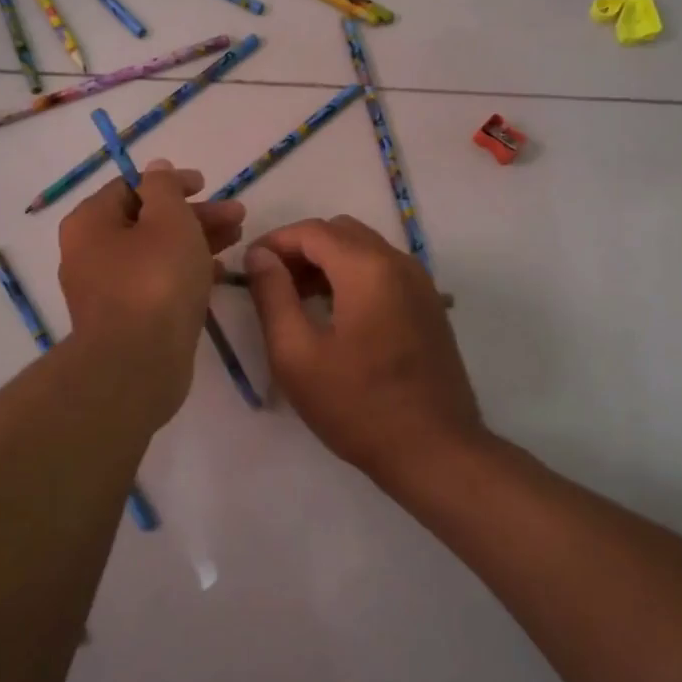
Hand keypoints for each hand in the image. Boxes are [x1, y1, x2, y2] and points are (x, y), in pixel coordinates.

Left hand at [58, 159, 244, 421]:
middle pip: (148, 221)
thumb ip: (164, 188)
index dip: (172, 183)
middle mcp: (90, 253)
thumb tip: (157, 169)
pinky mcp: (126, 319)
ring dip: (196, 241)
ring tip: (238, 238)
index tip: (207, 185)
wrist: (137, 364)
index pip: (131, 187)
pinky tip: (217, 273)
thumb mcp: (168, 220)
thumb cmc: (154, 281)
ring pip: (156, 253)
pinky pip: (157, 283)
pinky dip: (186, 272)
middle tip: (237, 215)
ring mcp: (106, 290)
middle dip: (194, 215)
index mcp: (91, 222)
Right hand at [243, 217, 485, 487]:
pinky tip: (334, 314)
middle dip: (301, 249)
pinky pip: (384, 272)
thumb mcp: (297, 354)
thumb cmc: (357, 406)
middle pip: (341, 233)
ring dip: (327, 263)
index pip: (313, 231)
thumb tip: (259, 255)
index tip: (248, 266)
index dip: (275, 242)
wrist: (434, 450)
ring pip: (365, 250)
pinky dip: (353, 277)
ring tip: (297, 300)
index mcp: (368, 269)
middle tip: (272, 283)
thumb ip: (272, 296)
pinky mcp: (429, 306)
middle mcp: (399, 263)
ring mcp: (421, 284)